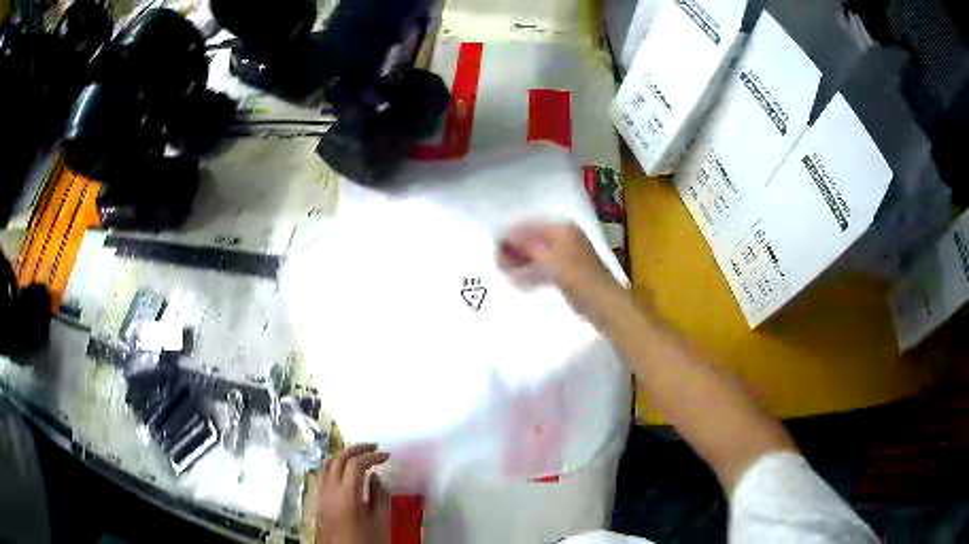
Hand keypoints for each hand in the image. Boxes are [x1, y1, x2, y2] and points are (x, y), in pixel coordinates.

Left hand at [316, 444, 390, 543]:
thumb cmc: (367, 540)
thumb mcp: (381, 521)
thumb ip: (378, 496)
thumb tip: (375, 477)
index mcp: (347, 495)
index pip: (356, 464)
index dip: (372, 456)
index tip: (386, 456)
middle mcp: (330, 490)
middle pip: (338, 459)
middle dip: (357, 449)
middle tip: (374, 447)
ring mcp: (322, 494)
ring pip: (327, 464)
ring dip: (343, 456)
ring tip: (359, 455)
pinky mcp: (319, 500)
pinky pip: (323, 475)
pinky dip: (333, 466)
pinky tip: (343, 471)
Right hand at [498, 222, 622, 321]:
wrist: (601, 302)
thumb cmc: (576, 275)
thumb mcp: (548, 258)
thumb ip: (526, 246)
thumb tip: (504, 235)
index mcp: (562, 229)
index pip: (531, 225)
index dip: (512, 233)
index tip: (494, 242)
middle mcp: (564, 238)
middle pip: (533, 239)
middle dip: (515, 248)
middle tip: (496, 259)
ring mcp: (565, 256)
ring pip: (536, 255)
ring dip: (520, 261)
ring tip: (502, 269)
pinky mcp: (564, 274)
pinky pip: (541, 269)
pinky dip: (529, 273)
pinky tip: (517, 281)